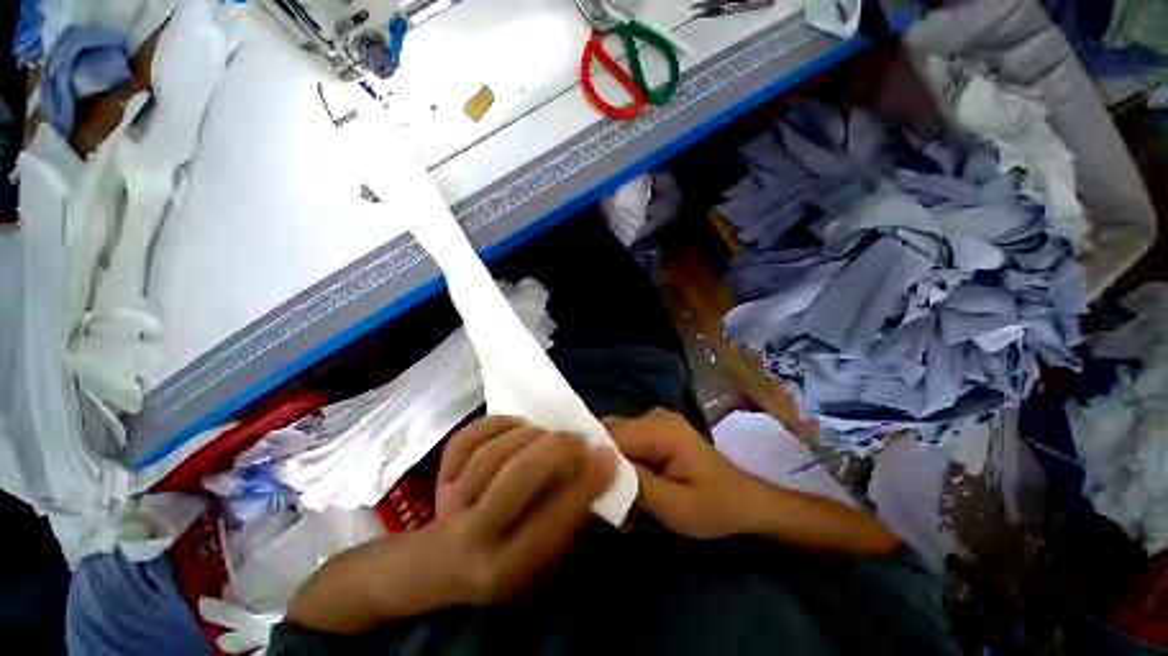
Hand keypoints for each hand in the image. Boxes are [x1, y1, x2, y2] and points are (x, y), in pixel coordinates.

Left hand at [434, 415, 614, 604]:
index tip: (607, 456)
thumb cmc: (505, 562)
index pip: (552, 521)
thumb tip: (610, 480)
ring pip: (492, 453)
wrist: (441, 565)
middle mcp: (474, 536)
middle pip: (516, 478)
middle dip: (556, 449)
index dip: (585, 484)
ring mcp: (450, 502)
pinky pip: (466, 438)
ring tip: (548, 433)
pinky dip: (496, 423)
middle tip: (579, 439)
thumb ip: (577, 521)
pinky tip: (516, 425)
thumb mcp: (545, 559)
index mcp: (506, 567)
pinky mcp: (439, 477)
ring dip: (529, 434)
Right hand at [606, 409, 765, 539]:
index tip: (594, 494)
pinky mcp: (656, 434)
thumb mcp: (674, 505)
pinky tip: (635, 499)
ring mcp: (655, 423)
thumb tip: (598, 468)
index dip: (596, 461)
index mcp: (660, 428)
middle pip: (610, 434)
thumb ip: (635, 484)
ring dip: (616, 473)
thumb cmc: (714, 506)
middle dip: (605, 469)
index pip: (611, 435)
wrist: (746, 502)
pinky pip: (629, 446)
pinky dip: (626, 470)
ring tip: (625, 511)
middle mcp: (654, 417)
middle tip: (609, 506)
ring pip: (617, 441)